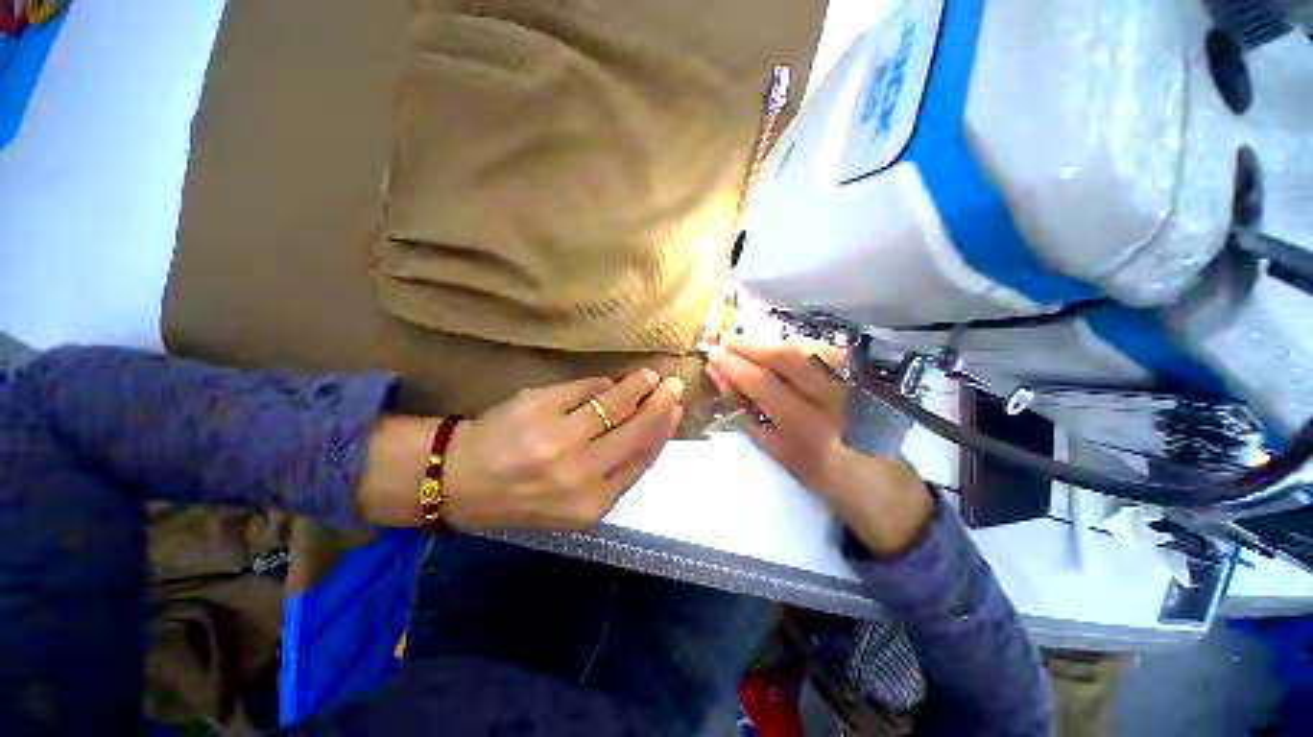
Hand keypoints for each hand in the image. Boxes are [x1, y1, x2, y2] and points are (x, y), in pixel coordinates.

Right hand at [705, 340, 931, 556]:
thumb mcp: (778, 454)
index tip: (713, 356)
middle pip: (790, 357)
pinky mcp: (867, 377)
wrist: (883, 485)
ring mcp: (857, 385)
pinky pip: (824, 352)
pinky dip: (795, 347)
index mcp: (811, 432)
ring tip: (747, 346)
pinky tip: (779, 351)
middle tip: (727, 342)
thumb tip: (722, 379)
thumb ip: (748, 415)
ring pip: (809, 348)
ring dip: (772, 343)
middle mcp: (838, 402)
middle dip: (752, 345)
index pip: (765, 386)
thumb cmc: (823, 478)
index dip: (735, 366)